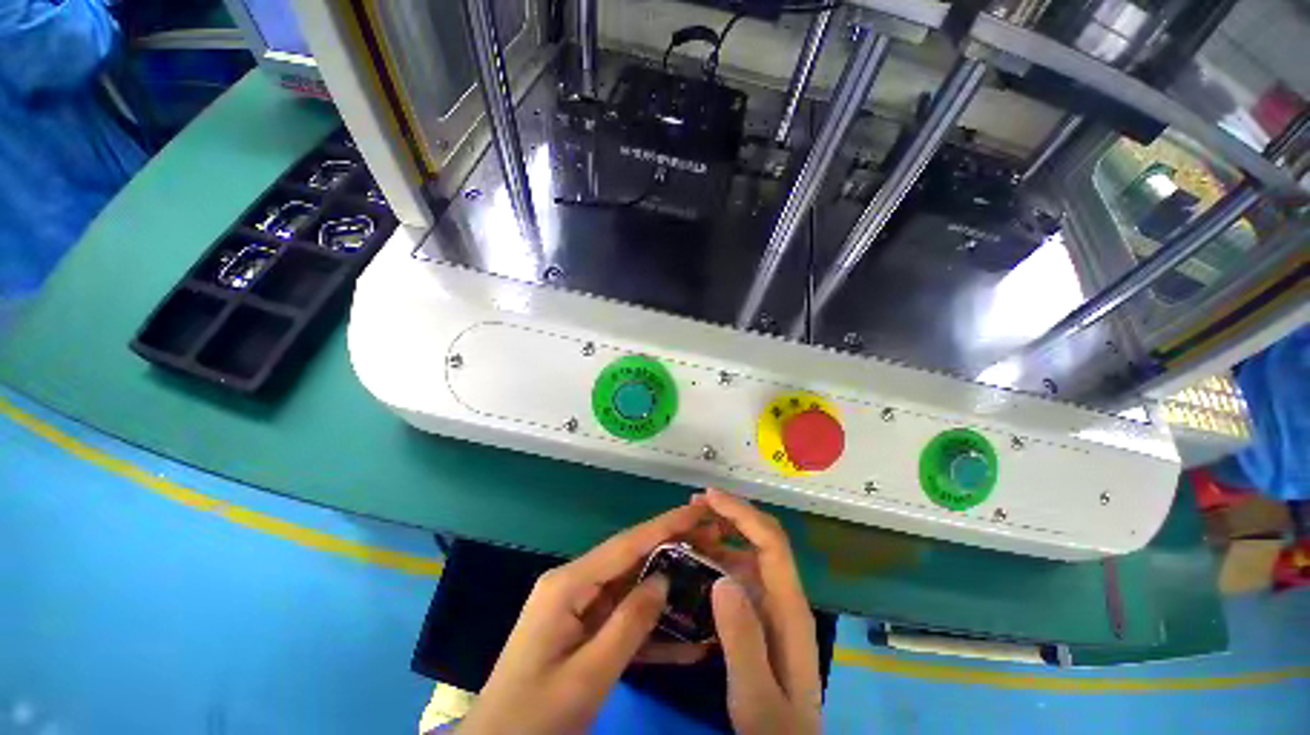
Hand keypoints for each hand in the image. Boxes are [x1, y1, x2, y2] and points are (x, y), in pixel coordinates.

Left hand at [458, 505, 707, 733]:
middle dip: (673, 548)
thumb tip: (664, 580)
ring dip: (668, 587)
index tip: (699, 510)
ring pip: (632, 588)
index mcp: (568, 584)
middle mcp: (575, 585)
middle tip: (713, 540)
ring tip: (708, 575)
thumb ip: (628, 624)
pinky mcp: (585, 630)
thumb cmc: (536, 716)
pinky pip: (624, 620)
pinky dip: (652, 628)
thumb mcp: (587, 677)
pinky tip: (687, 638)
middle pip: (632, 559)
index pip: (626, 544)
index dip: (665, 524)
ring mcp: (580, 607)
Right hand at [693, 490, 820, 734]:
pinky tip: (696, 561)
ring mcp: (773, 603)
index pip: (771, 542)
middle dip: (731, 514)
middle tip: (694, 506)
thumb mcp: (756, 695)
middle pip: (763, 538)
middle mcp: (784, 596)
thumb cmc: (776, 728)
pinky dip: (718, 556)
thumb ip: (743, 640)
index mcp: (789, 608)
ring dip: (722, 533)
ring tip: (689, 529)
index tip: (710, 497)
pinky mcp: (761, 612)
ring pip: (749, 552)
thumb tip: (721, 579)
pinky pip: (740, 571)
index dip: (742, 513)